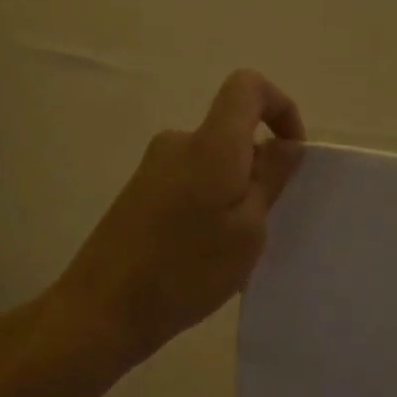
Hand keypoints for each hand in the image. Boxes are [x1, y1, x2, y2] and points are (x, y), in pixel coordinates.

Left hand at [48, 70, 304, 366]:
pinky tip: (204, 253)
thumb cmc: (187, 269)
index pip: (248, 87)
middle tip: (266, 221)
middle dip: (259, 166)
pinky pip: (191, 182)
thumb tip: (284, 143)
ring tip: (234, 248)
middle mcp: (178, 143)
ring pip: (213, 162)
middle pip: (232, 131)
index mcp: (210, 144)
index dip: (281, 108)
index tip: (292, 154)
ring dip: (235, 191)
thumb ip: (270, 178)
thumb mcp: (248, 229)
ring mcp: (153, 168)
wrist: (104, 309)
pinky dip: (210, 204)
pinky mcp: (140, 193)